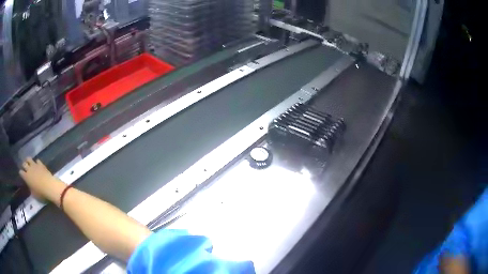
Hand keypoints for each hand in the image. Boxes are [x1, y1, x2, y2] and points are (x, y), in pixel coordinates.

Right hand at [19, 158, 65, 202]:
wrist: (49, 186)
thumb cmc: (41, 193)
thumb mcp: (34, 194)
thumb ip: (31, 189)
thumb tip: (30, 186)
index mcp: (26, 177)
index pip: (21, 173)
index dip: (21, 173)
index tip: (21, 174)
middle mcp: (29, 169)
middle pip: (24, 164)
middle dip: (24, 165)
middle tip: (25, 167)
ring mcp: (34, 165)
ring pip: (29, 159)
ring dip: (28, 160)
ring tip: (29, 163)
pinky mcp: (40, 164)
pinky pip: (37, 160)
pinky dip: (37, 162)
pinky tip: (37, 164)